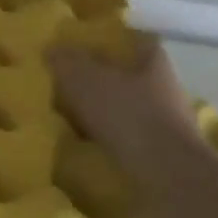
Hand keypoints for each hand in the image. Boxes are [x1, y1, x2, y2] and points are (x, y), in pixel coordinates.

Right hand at [47, 35, 202, 188]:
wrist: (167, 176)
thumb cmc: (128, 116)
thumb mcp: (85, 81)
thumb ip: (66, 62)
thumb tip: (50, 49)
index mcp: (151, 59)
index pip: (127, 40)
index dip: (101, 43)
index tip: (74, 52)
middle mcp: (163, 85)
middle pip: (124, 76)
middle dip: (96, 81)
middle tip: (61, 88)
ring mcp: (165, 121)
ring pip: (124, 108)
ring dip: (100, 114)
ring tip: (67, 119)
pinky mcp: (160, 152)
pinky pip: (125, 138)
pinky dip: (106, 140)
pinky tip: (84, 146)